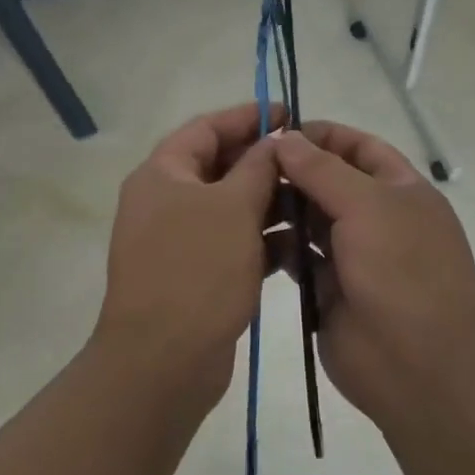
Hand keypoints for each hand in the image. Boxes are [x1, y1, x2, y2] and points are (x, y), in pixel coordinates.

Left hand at [94, 103, 281, 405]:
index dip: (247, 116)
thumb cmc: (197, 271)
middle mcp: (164, 200)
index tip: (289, 114)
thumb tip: (274, 140)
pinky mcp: (194, 273)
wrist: (163, 361)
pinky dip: (260, 240)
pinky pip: (230, 242)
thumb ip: (257, 167)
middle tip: (307, 160)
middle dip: (262, 162)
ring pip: (228, 207)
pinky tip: (297, 245)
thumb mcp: (233, 208)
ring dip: (267, 202)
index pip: (206, 128)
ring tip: (312, 201)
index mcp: (162, 174)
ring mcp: (177, 239)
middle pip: (218, 166)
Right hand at [274, 122, 474, 427]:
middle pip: (329, 182)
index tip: (276, 131)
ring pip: (309, 220)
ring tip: (240, 201)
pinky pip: (297, 258)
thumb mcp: (367, 206)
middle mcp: (377, 218)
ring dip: (280, 208)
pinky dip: (277, 246)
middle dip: (292, 171)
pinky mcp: (327, 289)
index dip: (322, 135)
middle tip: (244, 166)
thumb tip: (285, 137)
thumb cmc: (402, 271)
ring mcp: (353, 255)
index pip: (359, 147)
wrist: (420, 367)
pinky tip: (247, 238)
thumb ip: (322, 169)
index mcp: (400, 190)